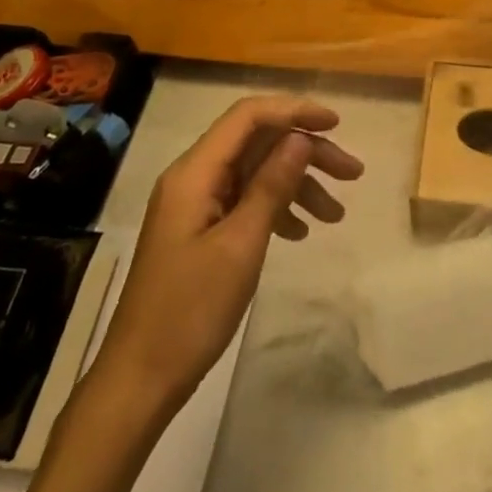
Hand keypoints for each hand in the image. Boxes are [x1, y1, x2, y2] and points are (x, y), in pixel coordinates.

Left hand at [90, 96, 362, 413]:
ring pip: (256, 173)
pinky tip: (300, 232)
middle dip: (306, 152)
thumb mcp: (241, 244)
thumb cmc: (190, 311)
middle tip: (353, 174)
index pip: (249, 116)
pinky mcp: (200, 230)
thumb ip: (271, 185)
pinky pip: (245, 201)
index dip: (294, 111)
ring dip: (297, 184)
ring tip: (336, 214)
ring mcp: (196, 205)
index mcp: (195, 172)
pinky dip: (277, 208)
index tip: (336, 125)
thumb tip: (300, 138)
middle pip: (258, 143)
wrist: (139, 381)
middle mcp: (194, 178)